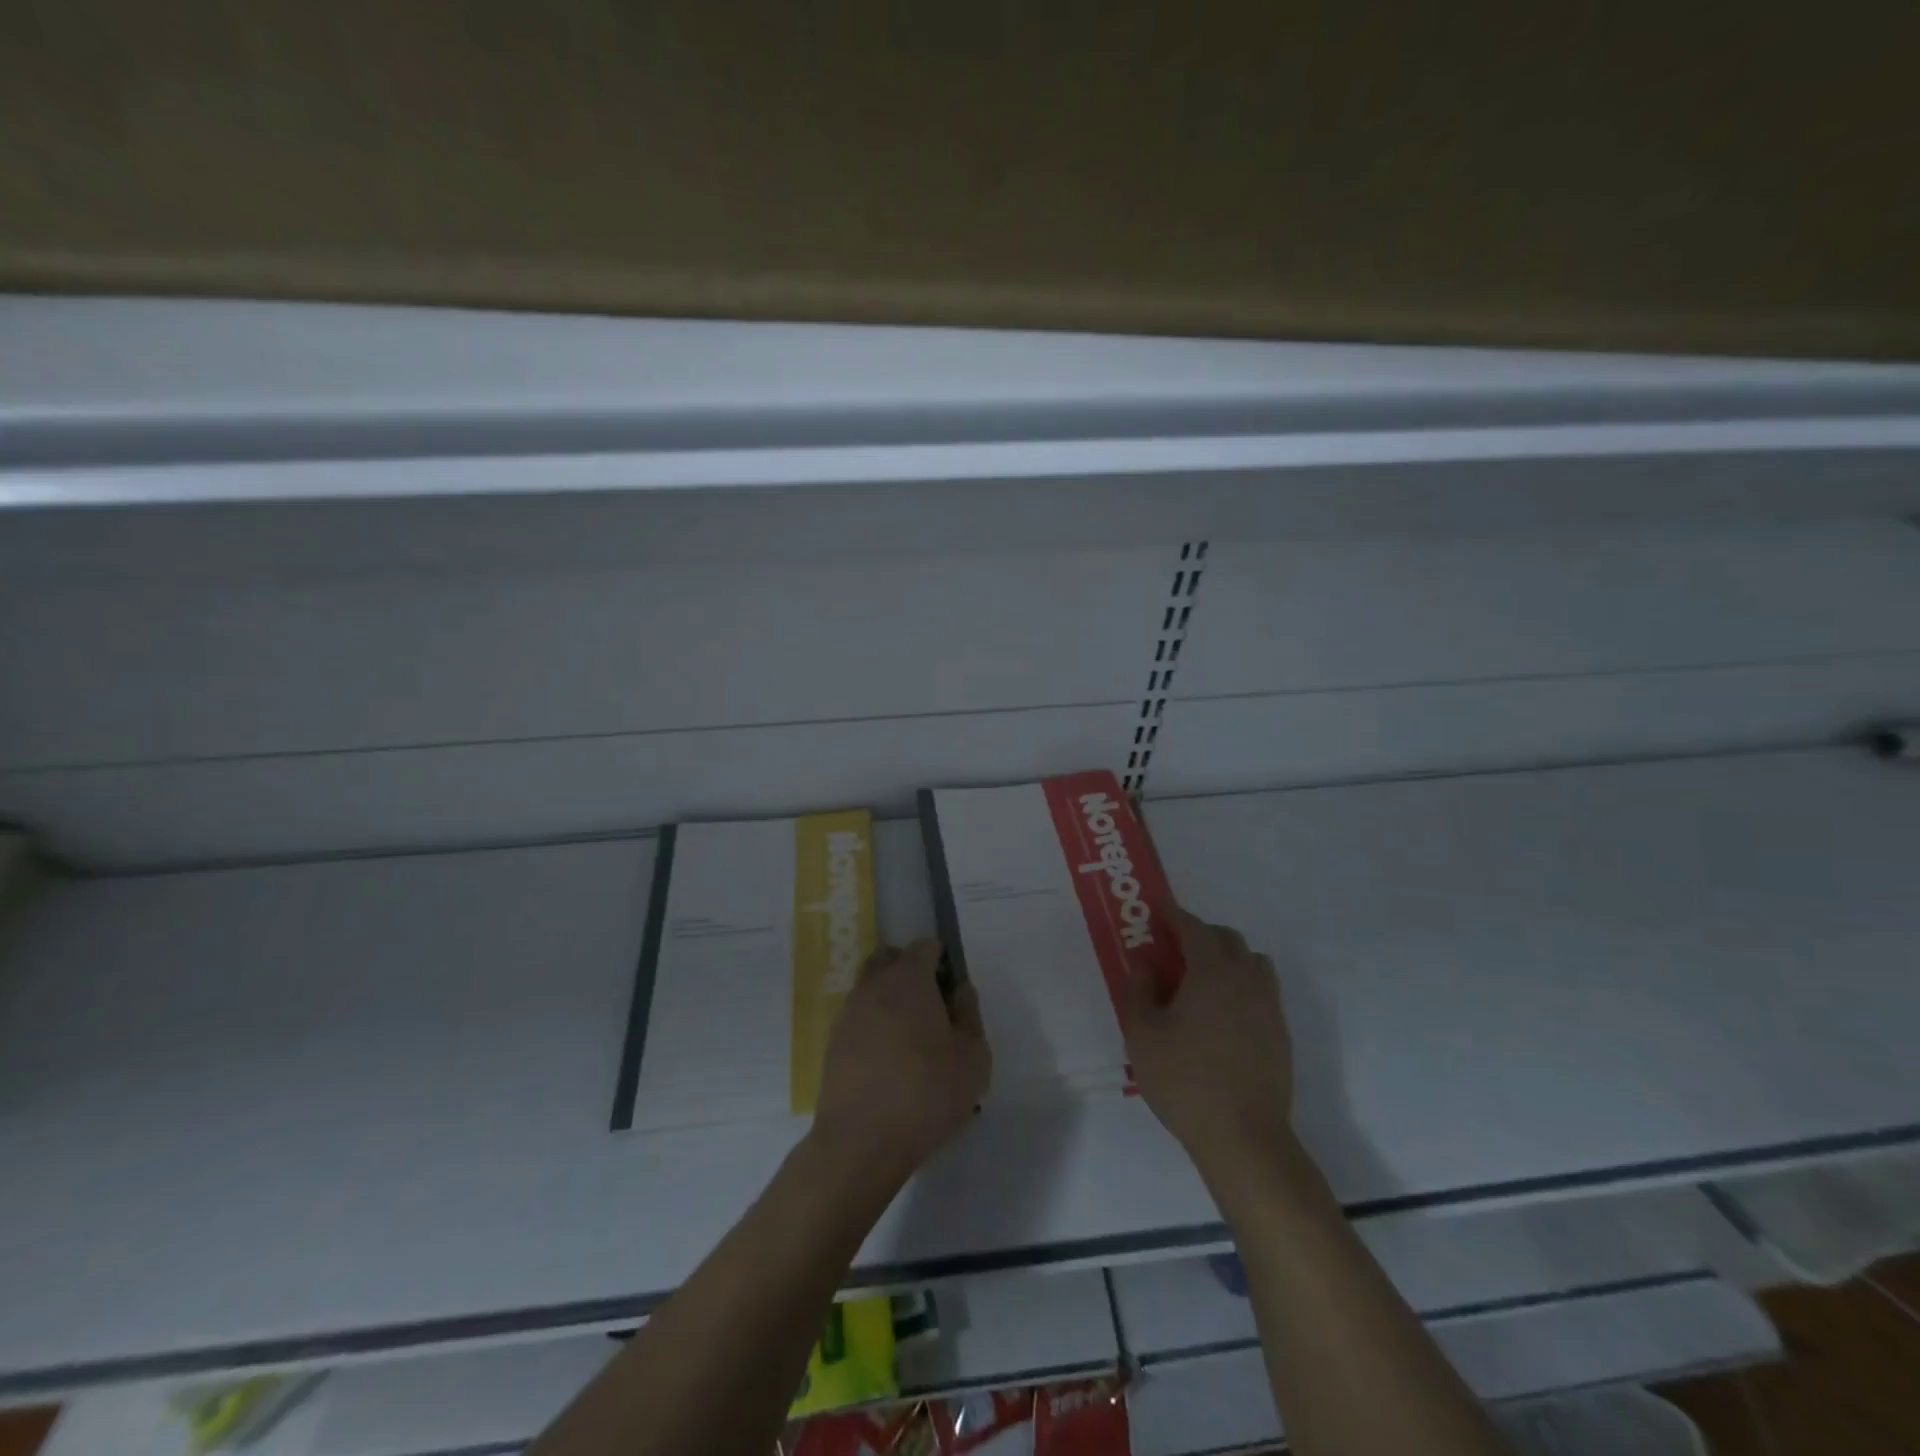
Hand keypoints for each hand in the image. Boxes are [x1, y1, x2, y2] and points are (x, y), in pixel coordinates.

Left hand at [812, 941, 992, 1185]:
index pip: (924, 947)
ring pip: (871, 988)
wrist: (861, 1141)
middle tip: (931, 1006)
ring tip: (910, 1038)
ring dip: (889, 999)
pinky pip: (858, 1017)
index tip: (952, 989)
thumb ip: (969, 1015)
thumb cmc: (926, 1093)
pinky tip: (888, 1059)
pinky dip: (873, 1025)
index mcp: (908, 978)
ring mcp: (848, 1012)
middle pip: (890, 959)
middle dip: (910, 970)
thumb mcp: (973, 1057)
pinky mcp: (832, 1042)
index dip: (941, 960)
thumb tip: (959, 991)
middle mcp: (873, 985)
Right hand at [1121, 908, 1294, 1186]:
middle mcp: (1246, 980)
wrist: (1244, 1138)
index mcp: (1212, 972)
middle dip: (1200, 934)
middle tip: (1173, 948)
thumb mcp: (1142, 1034)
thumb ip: (1138, 989)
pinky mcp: (1280, 1034)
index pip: (1194, 929)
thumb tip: (1145, 962)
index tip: (1158, 909)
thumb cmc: (1184, 1081)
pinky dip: (1241, 985)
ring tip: (1201, 977)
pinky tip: (1222, 1012)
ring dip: (1226, 957)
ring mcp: (1269, 1007)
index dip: (1174, 915)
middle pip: (1227, 939)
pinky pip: (1262, 991)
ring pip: (1252, 962)